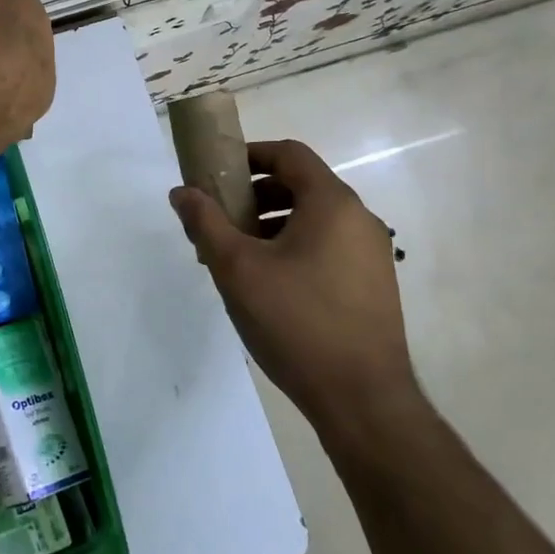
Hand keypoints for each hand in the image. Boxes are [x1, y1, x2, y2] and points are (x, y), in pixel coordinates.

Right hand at [170, 139, 417, 435]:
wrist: (362, 399)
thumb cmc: (296, 322)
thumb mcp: (237, 268)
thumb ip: (205, 223)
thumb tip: (182, 192)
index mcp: (332, 204)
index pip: (289, 154)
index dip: (250, 155)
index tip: (217, 174)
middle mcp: (359, 219)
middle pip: (301, 186)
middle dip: (254, 196)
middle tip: (219, 220)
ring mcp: (371, 254)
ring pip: (313, 220)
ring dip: (270, 225)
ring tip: (236, 257)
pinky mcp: (373, 285)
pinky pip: (327, 247)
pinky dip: (293, 248)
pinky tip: (267, 285)